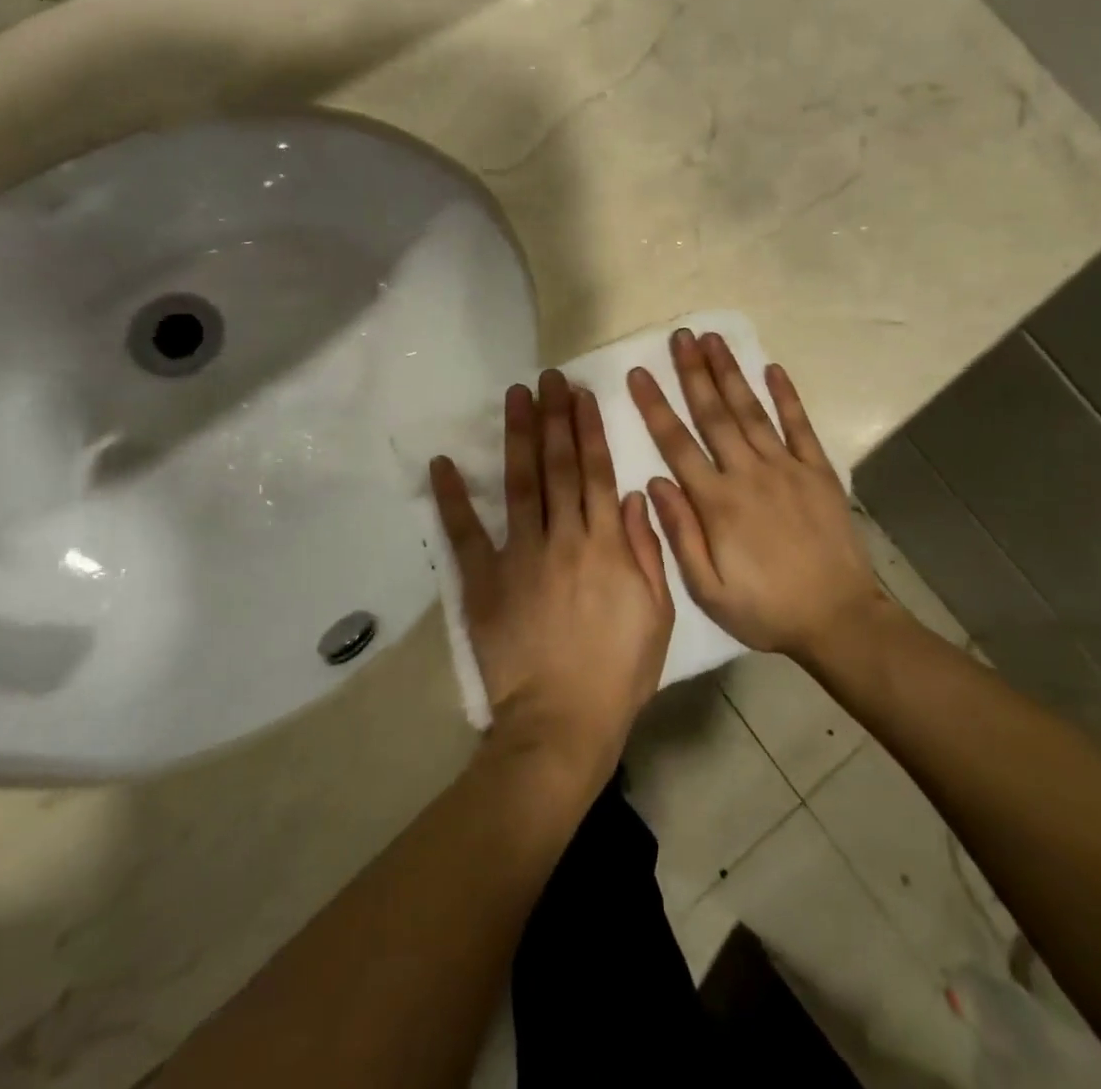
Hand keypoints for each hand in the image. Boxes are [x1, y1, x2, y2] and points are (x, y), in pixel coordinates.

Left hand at [430, 371, 674, 790]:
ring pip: (520, 484)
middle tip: (547, 377)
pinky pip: (466, 533)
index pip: (596, 472)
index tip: (581, 394)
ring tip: (515, 396)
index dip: (588, 429)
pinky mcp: (484, 581)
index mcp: (605, 545)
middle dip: (554, 418)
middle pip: (558, 467)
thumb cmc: (618, 671)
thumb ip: (645, 552)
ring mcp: (520, 556)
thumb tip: (629, 497)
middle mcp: (563, 539)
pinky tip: (443, 462)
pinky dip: (453, 498)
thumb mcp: (657, 614)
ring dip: (518, 437)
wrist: (562, 722)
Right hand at [629, 330, 880, 659]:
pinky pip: (800, 426)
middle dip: (693, 372)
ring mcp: (787, 468)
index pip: (677, 444)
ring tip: (714, 339)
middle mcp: (749, 474)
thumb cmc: (765, 609)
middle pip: (714, 414)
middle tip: (680, 336)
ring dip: (731, 373)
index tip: (639, 373)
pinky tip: (773, 368)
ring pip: (752, 411)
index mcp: (717, 503)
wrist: (838, 619)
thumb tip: (654, 484)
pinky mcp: (819, 472)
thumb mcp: (708, 589)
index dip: (655, 406)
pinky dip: (787, 396)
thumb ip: (680, 534)